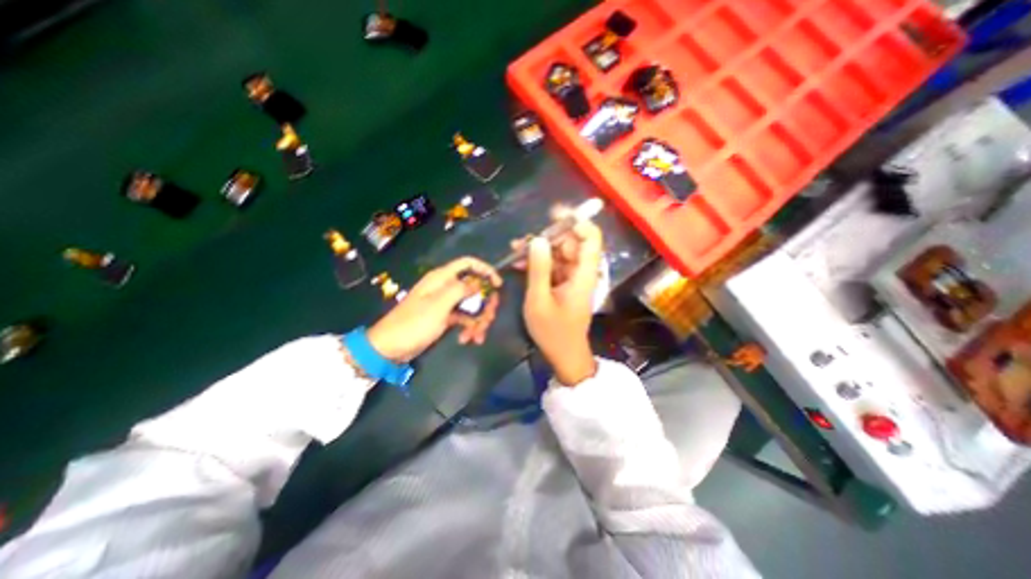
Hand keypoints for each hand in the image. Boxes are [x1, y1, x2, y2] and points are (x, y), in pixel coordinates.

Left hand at [368, 257, 502, 362]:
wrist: (391, 347)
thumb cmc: (413, 323)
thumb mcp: (438, 305)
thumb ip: (460, 290)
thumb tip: (478, 284)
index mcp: (442, 278)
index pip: (468, 264)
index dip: (485, 270)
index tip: (498, 284)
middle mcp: (446, 287)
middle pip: (475, 288)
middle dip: (485, 304)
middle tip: (488, 319)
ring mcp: (447, 303)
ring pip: (472, 305)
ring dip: (479, 320)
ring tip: (477, 336)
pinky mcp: (446, 317)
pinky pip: (465, 318)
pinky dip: (470, 328)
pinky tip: (467, 339)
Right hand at [520, 216, 601, 383]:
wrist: (564, 356)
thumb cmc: (553, 332)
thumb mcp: (539, 300)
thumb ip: (538, 269)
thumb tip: (537, 239)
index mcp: (583, 275)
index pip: (591, 238)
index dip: (577, 222)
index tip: (553, 216)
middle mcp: (582, 272)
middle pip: (571, 244)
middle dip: (548, 238)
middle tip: (522, 241)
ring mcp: (573, 279)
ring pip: (560, 254)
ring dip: (539, 250)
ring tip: (515, 250)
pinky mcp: (565, 285)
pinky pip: (554, 267)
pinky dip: (539, 263)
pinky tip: (520, 263)